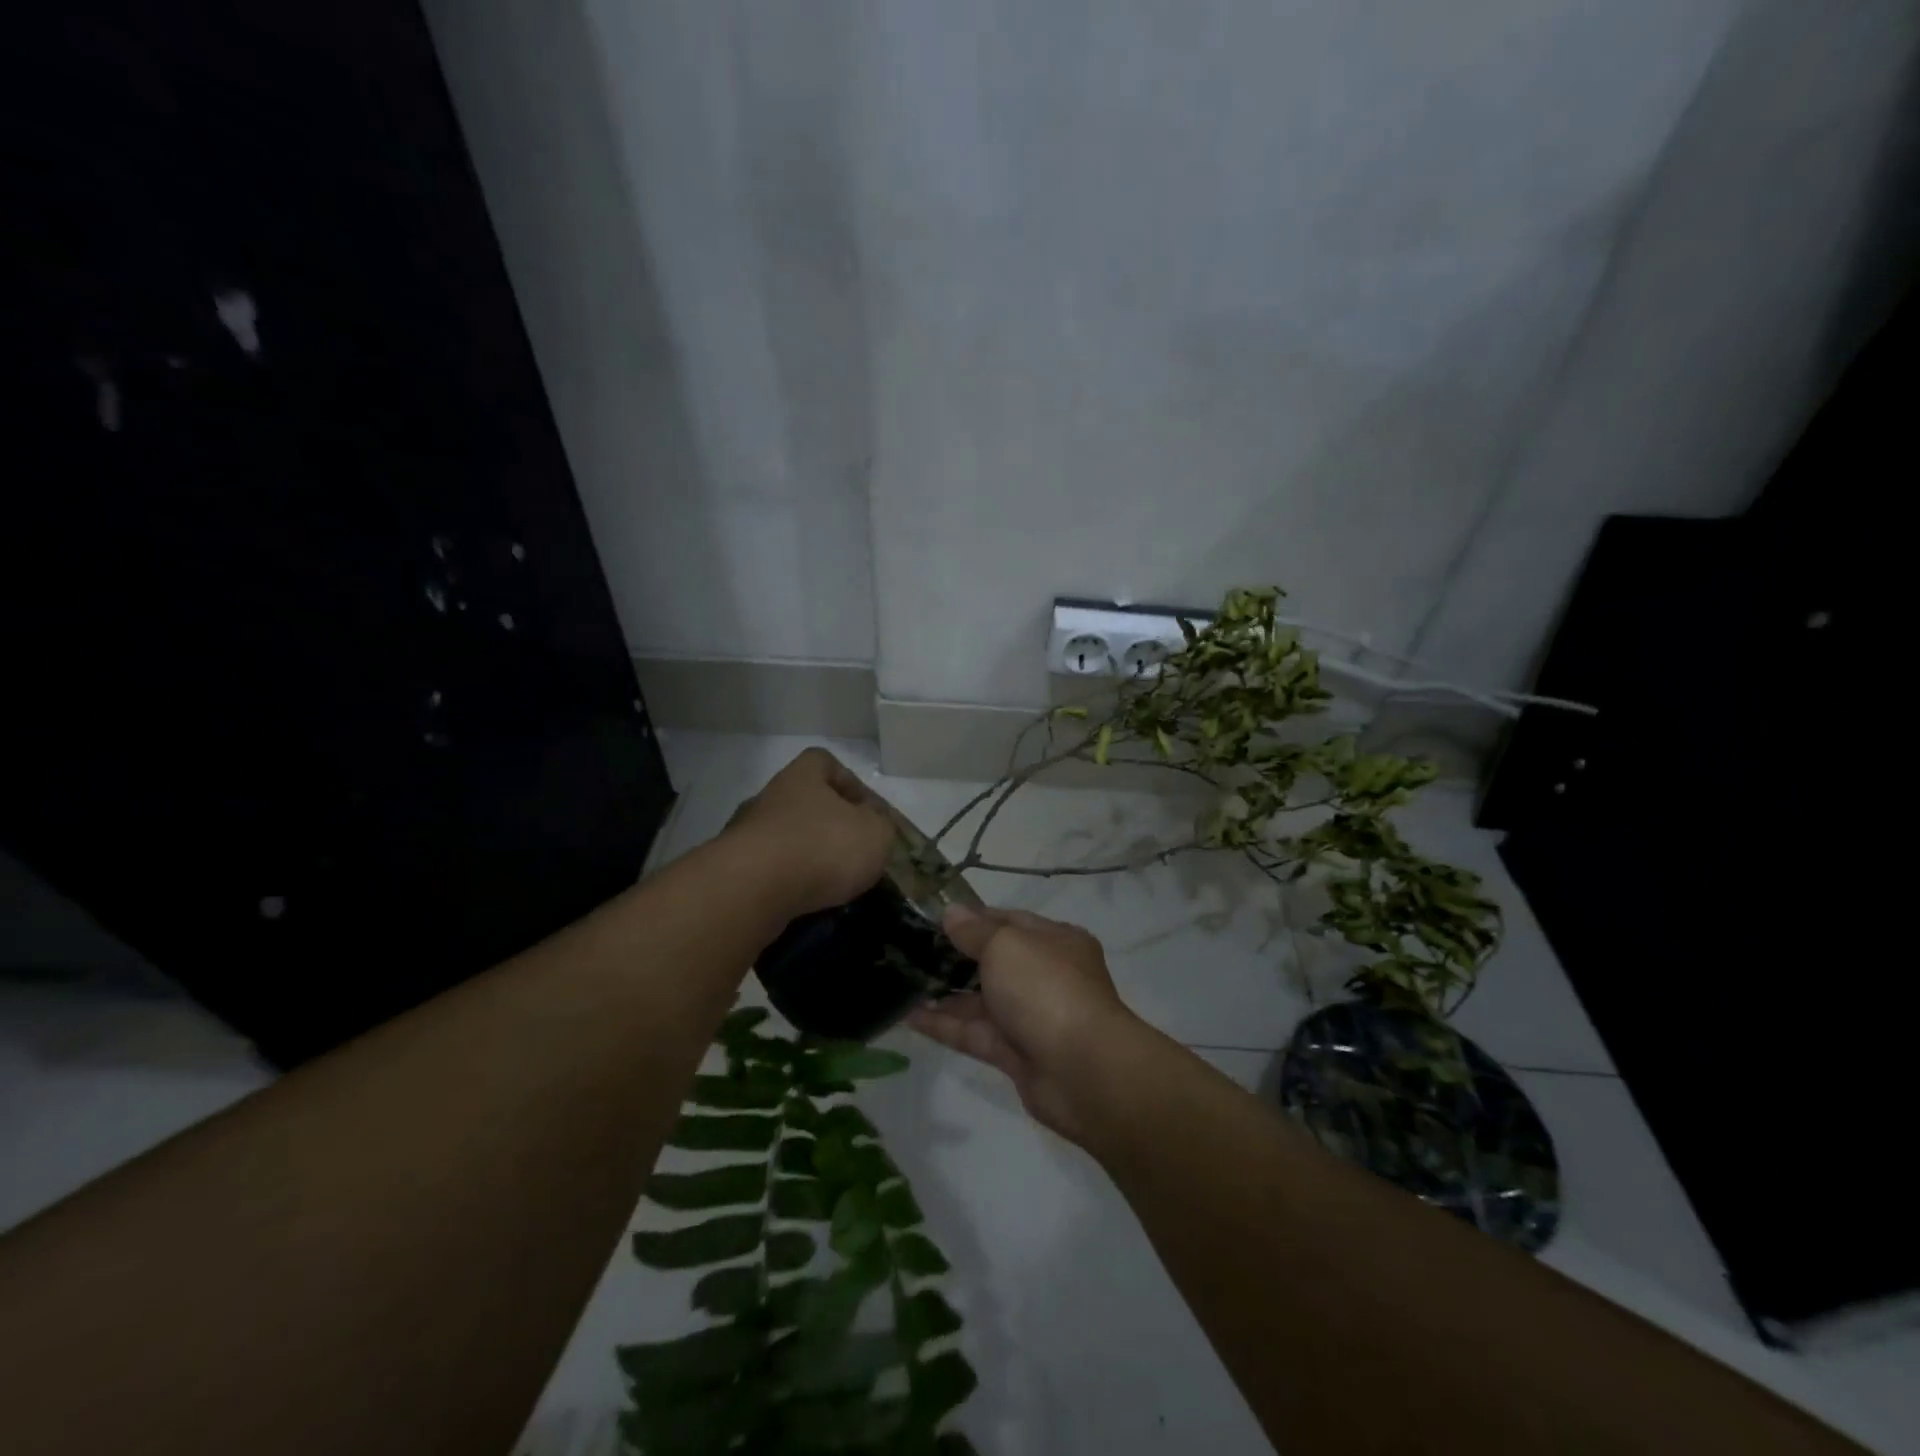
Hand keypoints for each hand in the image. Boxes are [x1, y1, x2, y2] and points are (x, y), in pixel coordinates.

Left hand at [725, 748, 894, 916]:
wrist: (753, 889)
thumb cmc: (822, 847)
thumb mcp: (875, 833)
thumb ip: (881, 825)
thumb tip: (873, 824)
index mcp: (802, 777)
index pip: (824, 762)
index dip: (848, 782)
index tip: (865, 810)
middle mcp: (770, 797)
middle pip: (803, 802)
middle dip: (828, 825)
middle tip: (852, 851)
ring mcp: (745, 833)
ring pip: (785, 838)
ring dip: (807, 856)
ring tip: (832, 883)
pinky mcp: (733, 869)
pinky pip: (769, 870)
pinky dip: (787, 883)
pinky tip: (806, 900)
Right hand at [907, 904, 1136, 1143]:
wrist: (1084, 1071)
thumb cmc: (1046, 989)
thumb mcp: (1007, 945)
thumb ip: (975, 931)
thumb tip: (952, 913)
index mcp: (1055, 941)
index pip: (1009, 921)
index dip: (972, 919)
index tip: (933, 919)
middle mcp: (1045, 975)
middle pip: (994, 961)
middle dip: (954, 957)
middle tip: (909, 951)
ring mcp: (1031, 1017)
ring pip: (981, 1000)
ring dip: (944, 993)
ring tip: (901, 982)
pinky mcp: (1015, 1054)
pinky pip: (974, 1033)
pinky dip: (944, 1024)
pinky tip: (909, 1016)